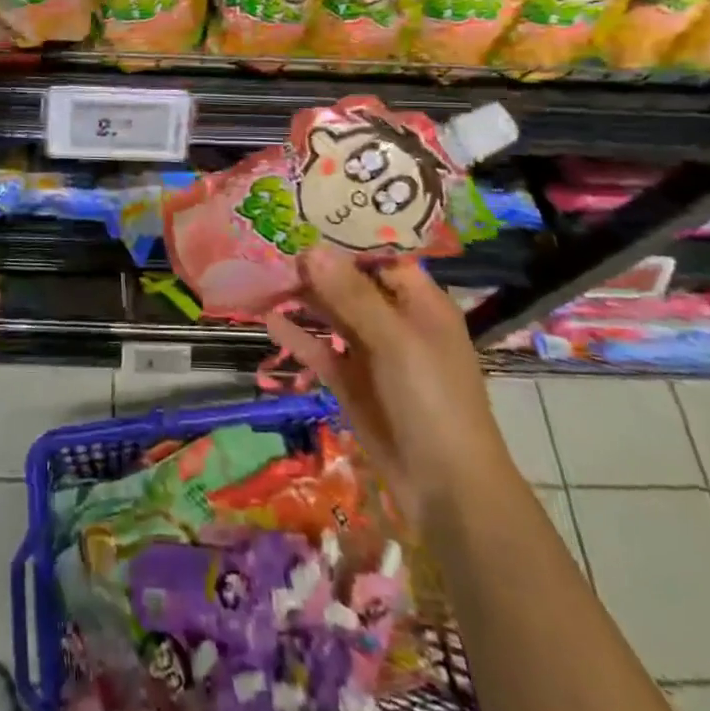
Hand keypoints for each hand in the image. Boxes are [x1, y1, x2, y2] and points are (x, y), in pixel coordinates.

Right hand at [266, 250, 506, 516]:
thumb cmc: (433, 401)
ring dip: (301, 298)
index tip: (304, 218)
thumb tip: (313, 250)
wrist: (448, 491)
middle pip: (349, 283)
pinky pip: (321, 350)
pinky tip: (268, 320)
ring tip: (261, 275)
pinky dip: (297, 336)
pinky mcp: (351, 383)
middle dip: (314, 267)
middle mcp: (395, 321)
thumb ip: (352, 296)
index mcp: (420, 303)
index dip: (345, 238)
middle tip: (269, 245)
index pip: (380, 256)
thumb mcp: (395, 342)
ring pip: (331, 315)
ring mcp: (372, 353)